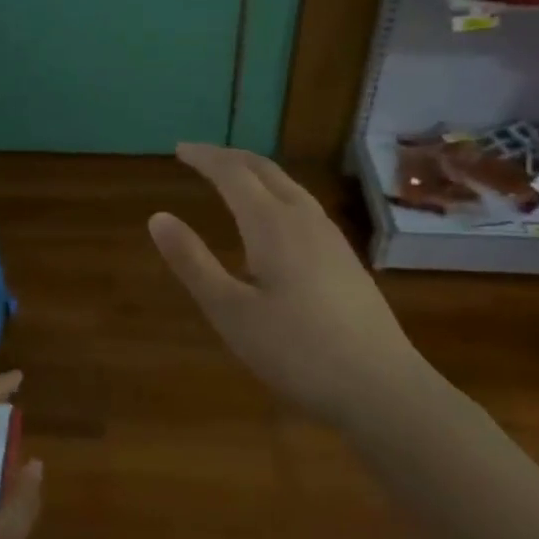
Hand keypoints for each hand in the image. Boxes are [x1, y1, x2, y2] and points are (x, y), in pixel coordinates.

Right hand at [148, 144, 432, 416]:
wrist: (381, 388)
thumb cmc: (295, 351)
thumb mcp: (230, 311)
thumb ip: (192, 262)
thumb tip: (157, 217)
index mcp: (272, 225)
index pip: (233, 174)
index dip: (205, 158)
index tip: (179, 150)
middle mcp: (304, 219)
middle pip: (266, 171)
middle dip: (230, 158)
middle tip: (200, 156)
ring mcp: (331, 238)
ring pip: (290, 187)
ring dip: (256, 173)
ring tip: (232, 178)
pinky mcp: (346, 259)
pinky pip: (303, 206)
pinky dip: (276, 193)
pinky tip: (273, 219)